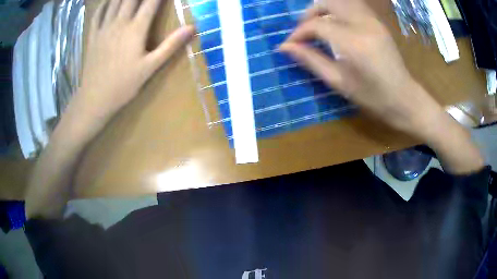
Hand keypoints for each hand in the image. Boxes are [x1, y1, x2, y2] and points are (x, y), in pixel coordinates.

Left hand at [77, 0, 193, 121]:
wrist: (94, 99)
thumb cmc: (124, 85)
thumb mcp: (150, 67)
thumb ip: (170, 45)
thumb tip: (192, 27)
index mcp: (136, 29)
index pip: (151, 2)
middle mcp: (120, 22)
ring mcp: (104, 28)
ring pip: (115, 1)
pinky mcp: (93, 35)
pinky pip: (98, 14)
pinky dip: (104, 4)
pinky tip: (108, 1)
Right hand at [280, 0, 442, 137]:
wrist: (404, 98)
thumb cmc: (372, 97)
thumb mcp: (339, 82)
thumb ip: (311, 60)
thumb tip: (285, 47)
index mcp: (352, 42)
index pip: (316, 25)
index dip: (299, 33)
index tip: (290, 45)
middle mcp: (362, 24)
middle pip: (328, 2)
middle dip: (310, 13)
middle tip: (304, 29)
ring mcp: (373, 20)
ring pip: (342, 0)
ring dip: (325, 7)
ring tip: (319, 23)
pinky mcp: (378, 22)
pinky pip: (354, 5)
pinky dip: (339, 8)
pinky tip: (336, 22)